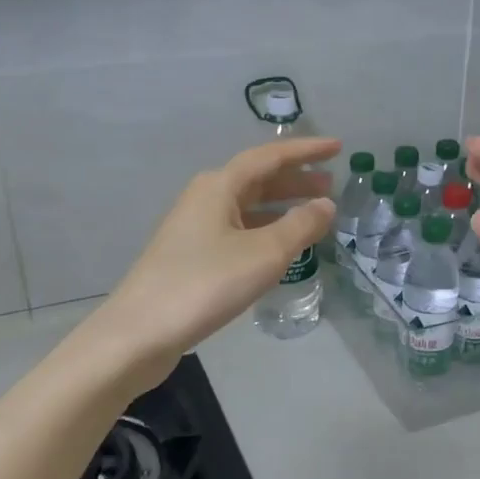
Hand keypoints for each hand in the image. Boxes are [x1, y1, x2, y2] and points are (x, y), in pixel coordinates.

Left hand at [83, 138, 338, 392]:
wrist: (141, 331)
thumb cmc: (206, 284)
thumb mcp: (264, 253)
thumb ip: (300, 225)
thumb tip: (326, 205)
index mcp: (220, 185)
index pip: (270, 156)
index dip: (306, 151)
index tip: (338, 147)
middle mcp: (205, 198)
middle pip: (257, 179)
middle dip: (296, 180)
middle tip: (332, 184)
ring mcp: (195, 227)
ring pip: (248, 206)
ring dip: (282, 206)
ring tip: (314, 215)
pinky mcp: (191, 255)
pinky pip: (238, 229)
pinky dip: (265, 230)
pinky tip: (281, 248)